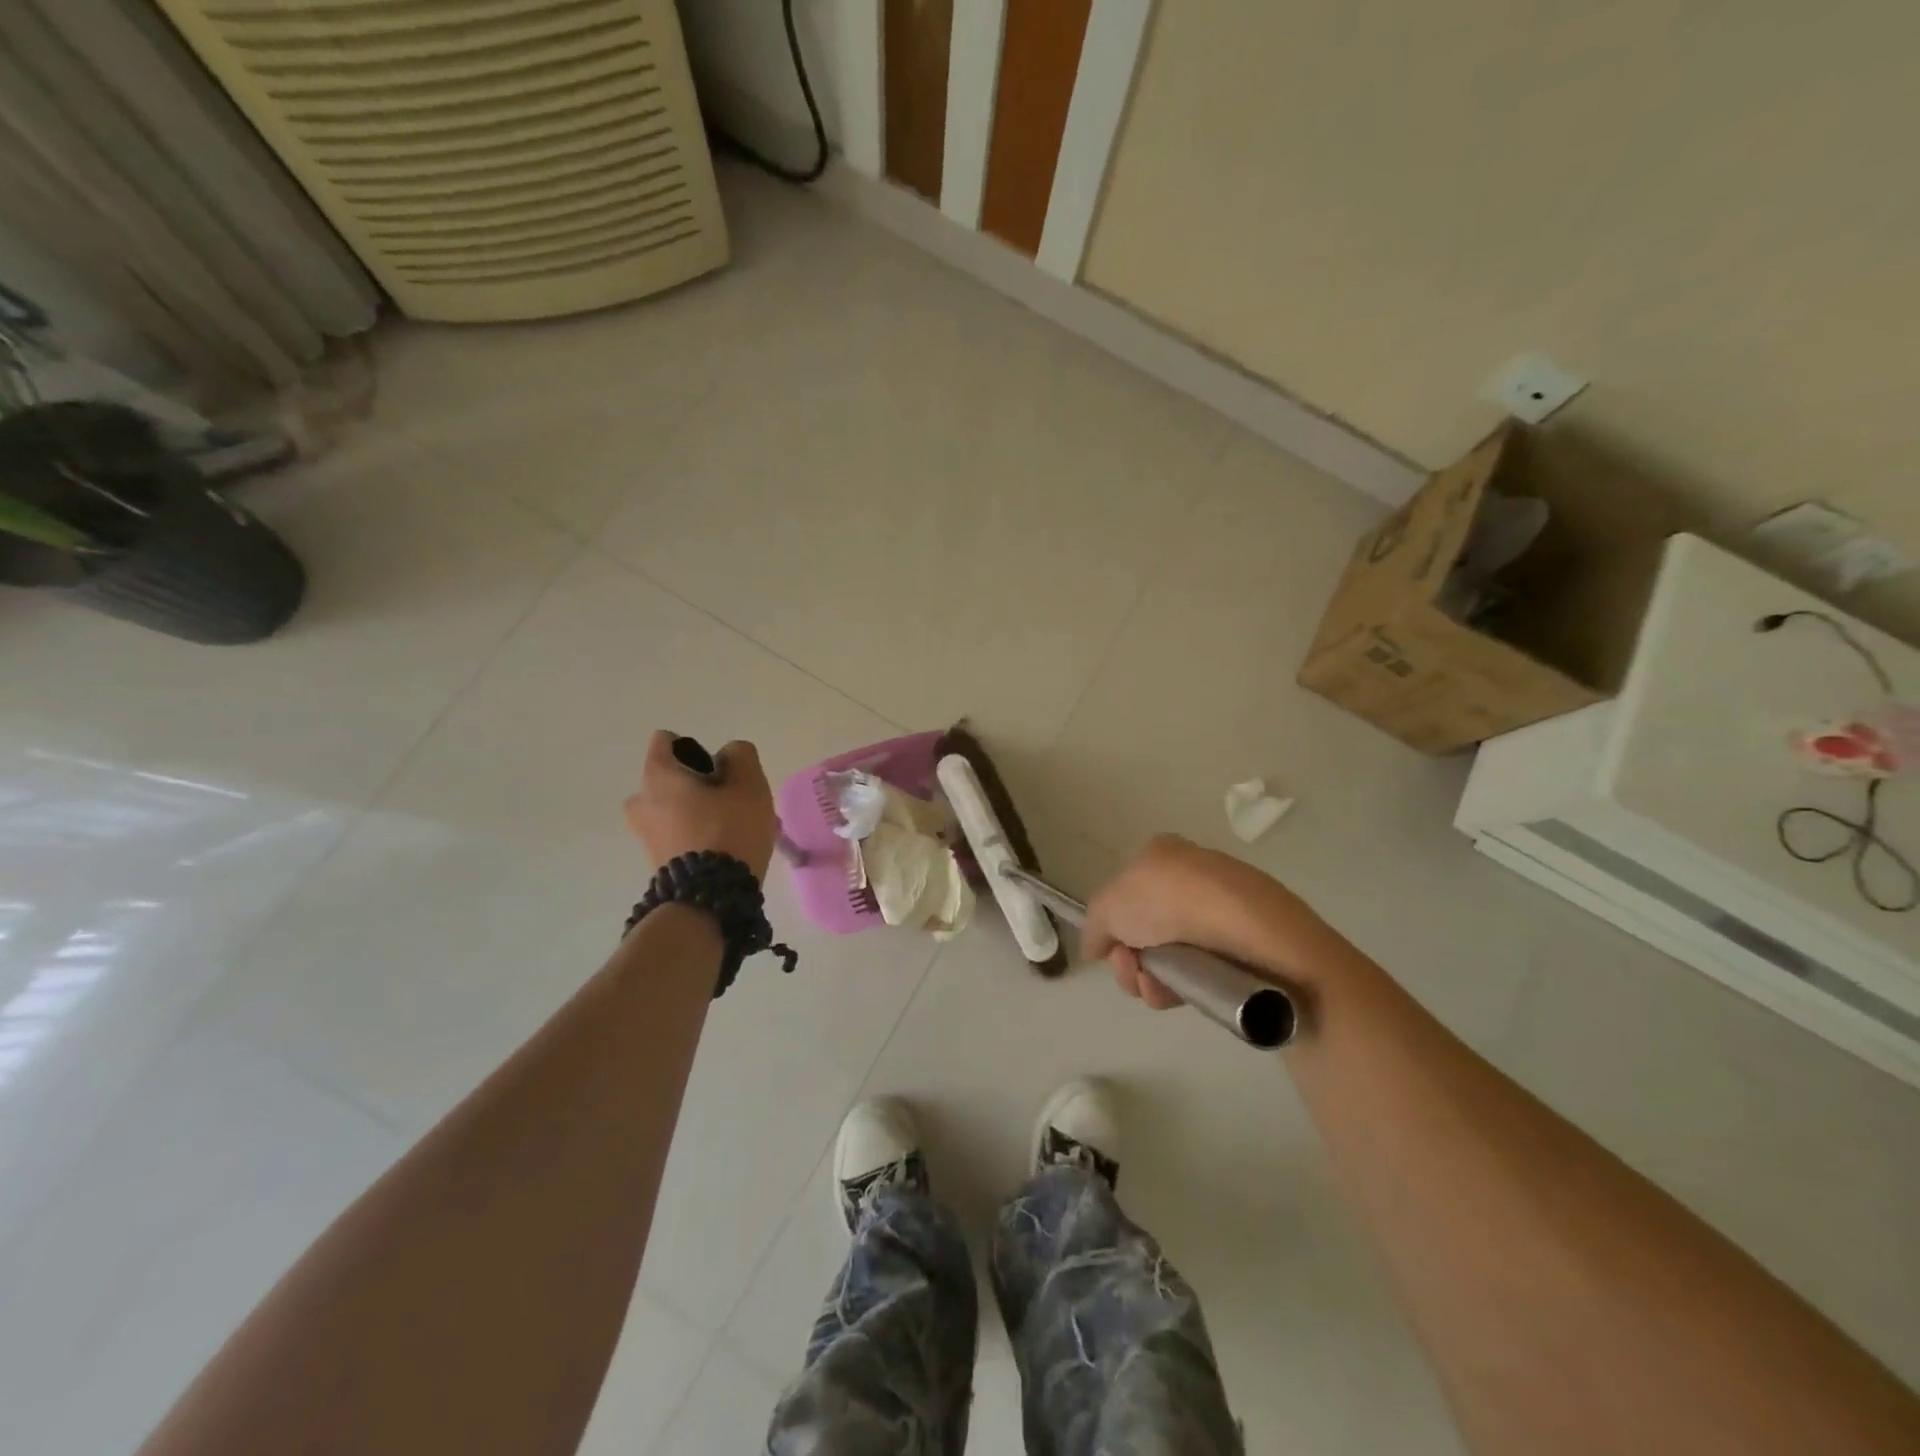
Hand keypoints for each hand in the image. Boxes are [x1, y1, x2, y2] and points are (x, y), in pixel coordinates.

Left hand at [624, 732, 777, 878]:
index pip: (667, 741)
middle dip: (702, 786)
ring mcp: (644, 833)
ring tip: (736, 830)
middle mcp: (641, 801)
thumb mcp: (749, 785)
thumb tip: (729, 755)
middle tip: (733, 804)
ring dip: (703, 813)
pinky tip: (727, 850)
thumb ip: (741, 756)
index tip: (720, 773)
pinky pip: (679, 834)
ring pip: (678, 808)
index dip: (697, 750)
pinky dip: (699, 835)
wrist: (710, 898)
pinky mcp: (655, 860)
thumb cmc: (729, 831)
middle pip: (673, 778)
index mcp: (657, 776)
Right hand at [1081, 835, 1337, 1008]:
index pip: (1126, 891)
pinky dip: (1181, 988)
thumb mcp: (1110, 905)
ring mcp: (1221, 915)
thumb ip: (1095, 926)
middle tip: (1130, 968)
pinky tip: (1178, 994)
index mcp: (1164, 854)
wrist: (1253, 932)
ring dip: (1150, 979)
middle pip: (1143, 930)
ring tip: (1156, 987)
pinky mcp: (1245, 950)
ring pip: (1168, 957)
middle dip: (1129, 958)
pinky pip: (1199, 973)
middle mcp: (1192, 878)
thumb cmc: (1173, 902)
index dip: (1114, 923)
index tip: (1111, 946)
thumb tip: (1097, 947)